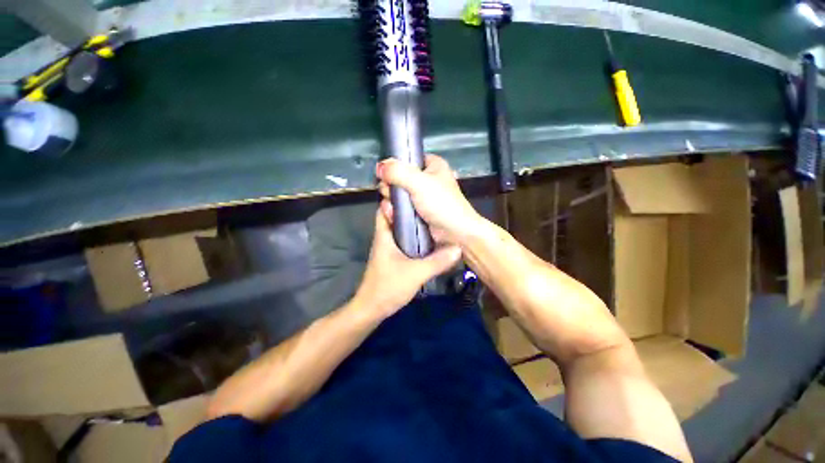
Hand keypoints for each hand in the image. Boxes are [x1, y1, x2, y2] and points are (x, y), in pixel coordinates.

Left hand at [353, 207, 461, 317]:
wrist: (373, 309)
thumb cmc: (388, 287)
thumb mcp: (416, 273)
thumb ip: (437, 262)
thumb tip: (458, 249)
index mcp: (384, 235)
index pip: (384, 208)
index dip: (395, 198)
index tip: (414, 192)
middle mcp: (385, 238)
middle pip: (395, 217)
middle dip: (410, 210)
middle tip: (430, 204)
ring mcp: (389, 249)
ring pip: (400, 230)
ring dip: (413, 224)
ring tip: (433, 218)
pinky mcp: (394, 258)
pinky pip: (405, 242)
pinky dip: (414, 238)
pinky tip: (429, 240)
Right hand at [377, 155, 482, 244]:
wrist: (454, 233)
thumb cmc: (442, 204)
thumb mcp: (419, 183)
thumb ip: (398, 172)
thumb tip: (379, 166)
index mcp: (432, 165)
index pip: (408, 159)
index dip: (395, 166)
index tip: (386, 176)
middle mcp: (427, 179)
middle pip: (399, 177)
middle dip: (391, 187)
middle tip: (391, 195)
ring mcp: (422, 197)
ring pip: (398, 194)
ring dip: (392, 201)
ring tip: (392, 208)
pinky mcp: (418, 211)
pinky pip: (401, 207)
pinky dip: (395, 210)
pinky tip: (393, 215)